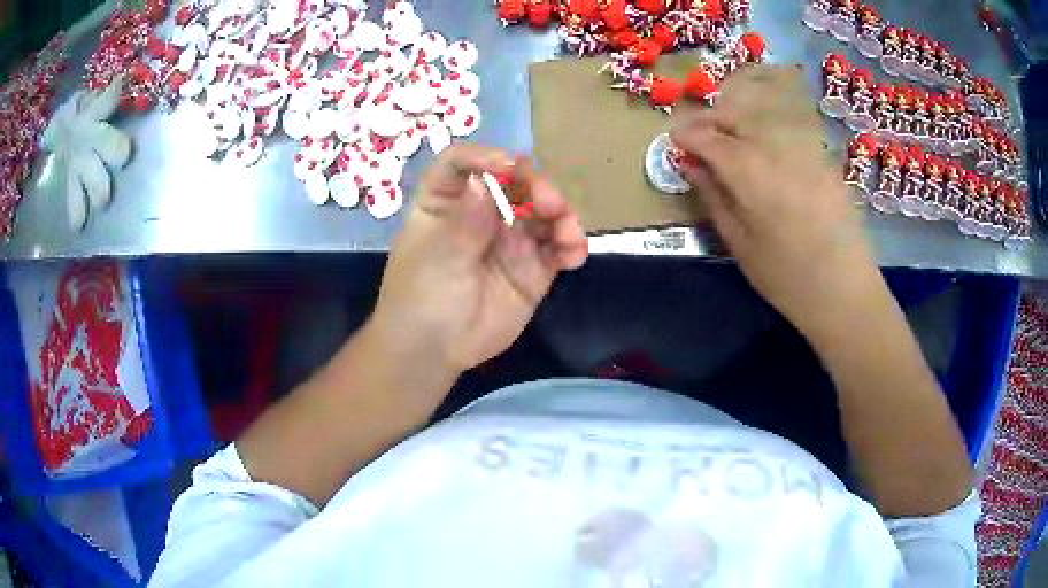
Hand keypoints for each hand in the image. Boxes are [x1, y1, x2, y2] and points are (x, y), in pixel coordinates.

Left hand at [368, 144, 587, 385]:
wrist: (435, 350)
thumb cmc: (421, 297)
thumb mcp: (437, 257)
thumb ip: (466, 220)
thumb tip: (486, 182)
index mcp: (447, 200)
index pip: (463, 163)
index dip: (485, 157)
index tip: (507, 167)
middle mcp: (483, 211)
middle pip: (515, 181)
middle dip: (537, 186)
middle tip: (550, 205)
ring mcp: (511, 238)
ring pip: (544, 211)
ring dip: (562, 214)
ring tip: (567, 234)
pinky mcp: (534, 266)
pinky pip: (558, 247)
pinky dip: (571, 245)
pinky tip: (573, 255)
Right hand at [669, 66, 881, 336]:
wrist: (846, 293)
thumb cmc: (786, 278)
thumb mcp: (740, 243)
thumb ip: (714, 197)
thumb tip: (691, 166)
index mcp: (752, 172)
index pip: (710, 138)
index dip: (687, 134)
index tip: (673, 138)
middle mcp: (778, 149)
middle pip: (738, 116)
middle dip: (711, 119)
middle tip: (696, 136)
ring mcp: (806, 151)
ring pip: (763, 120)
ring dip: (737, 124)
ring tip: (725, 144)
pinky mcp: (824, 161)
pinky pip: (787, 136)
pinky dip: (765, 137)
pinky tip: (764, 159)